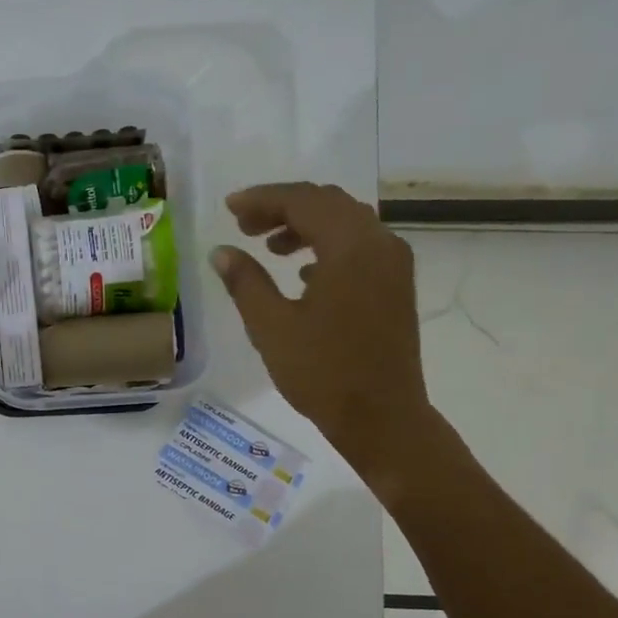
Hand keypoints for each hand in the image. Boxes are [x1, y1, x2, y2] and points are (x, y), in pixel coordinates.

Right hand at [210, 182, 436, 484]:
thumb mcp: (271, 327)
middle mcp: (379, 244)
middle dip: (283, 208)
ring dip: (306, 226)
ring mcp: (393, 265)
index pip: (303, 201)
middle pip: (328, 204)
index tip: (229, 208)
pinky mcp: (396, 286)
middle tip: (244, 226)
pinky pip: (359, 247)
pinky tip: (302, 274)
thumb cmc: (322, 373)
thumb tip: (222, 251)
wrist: (382, 418)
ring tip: (269, 248)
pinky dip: (327, 247)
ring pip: (346, 223)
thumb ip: (245, 282)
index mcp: (350, 247)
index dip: (262, 199)